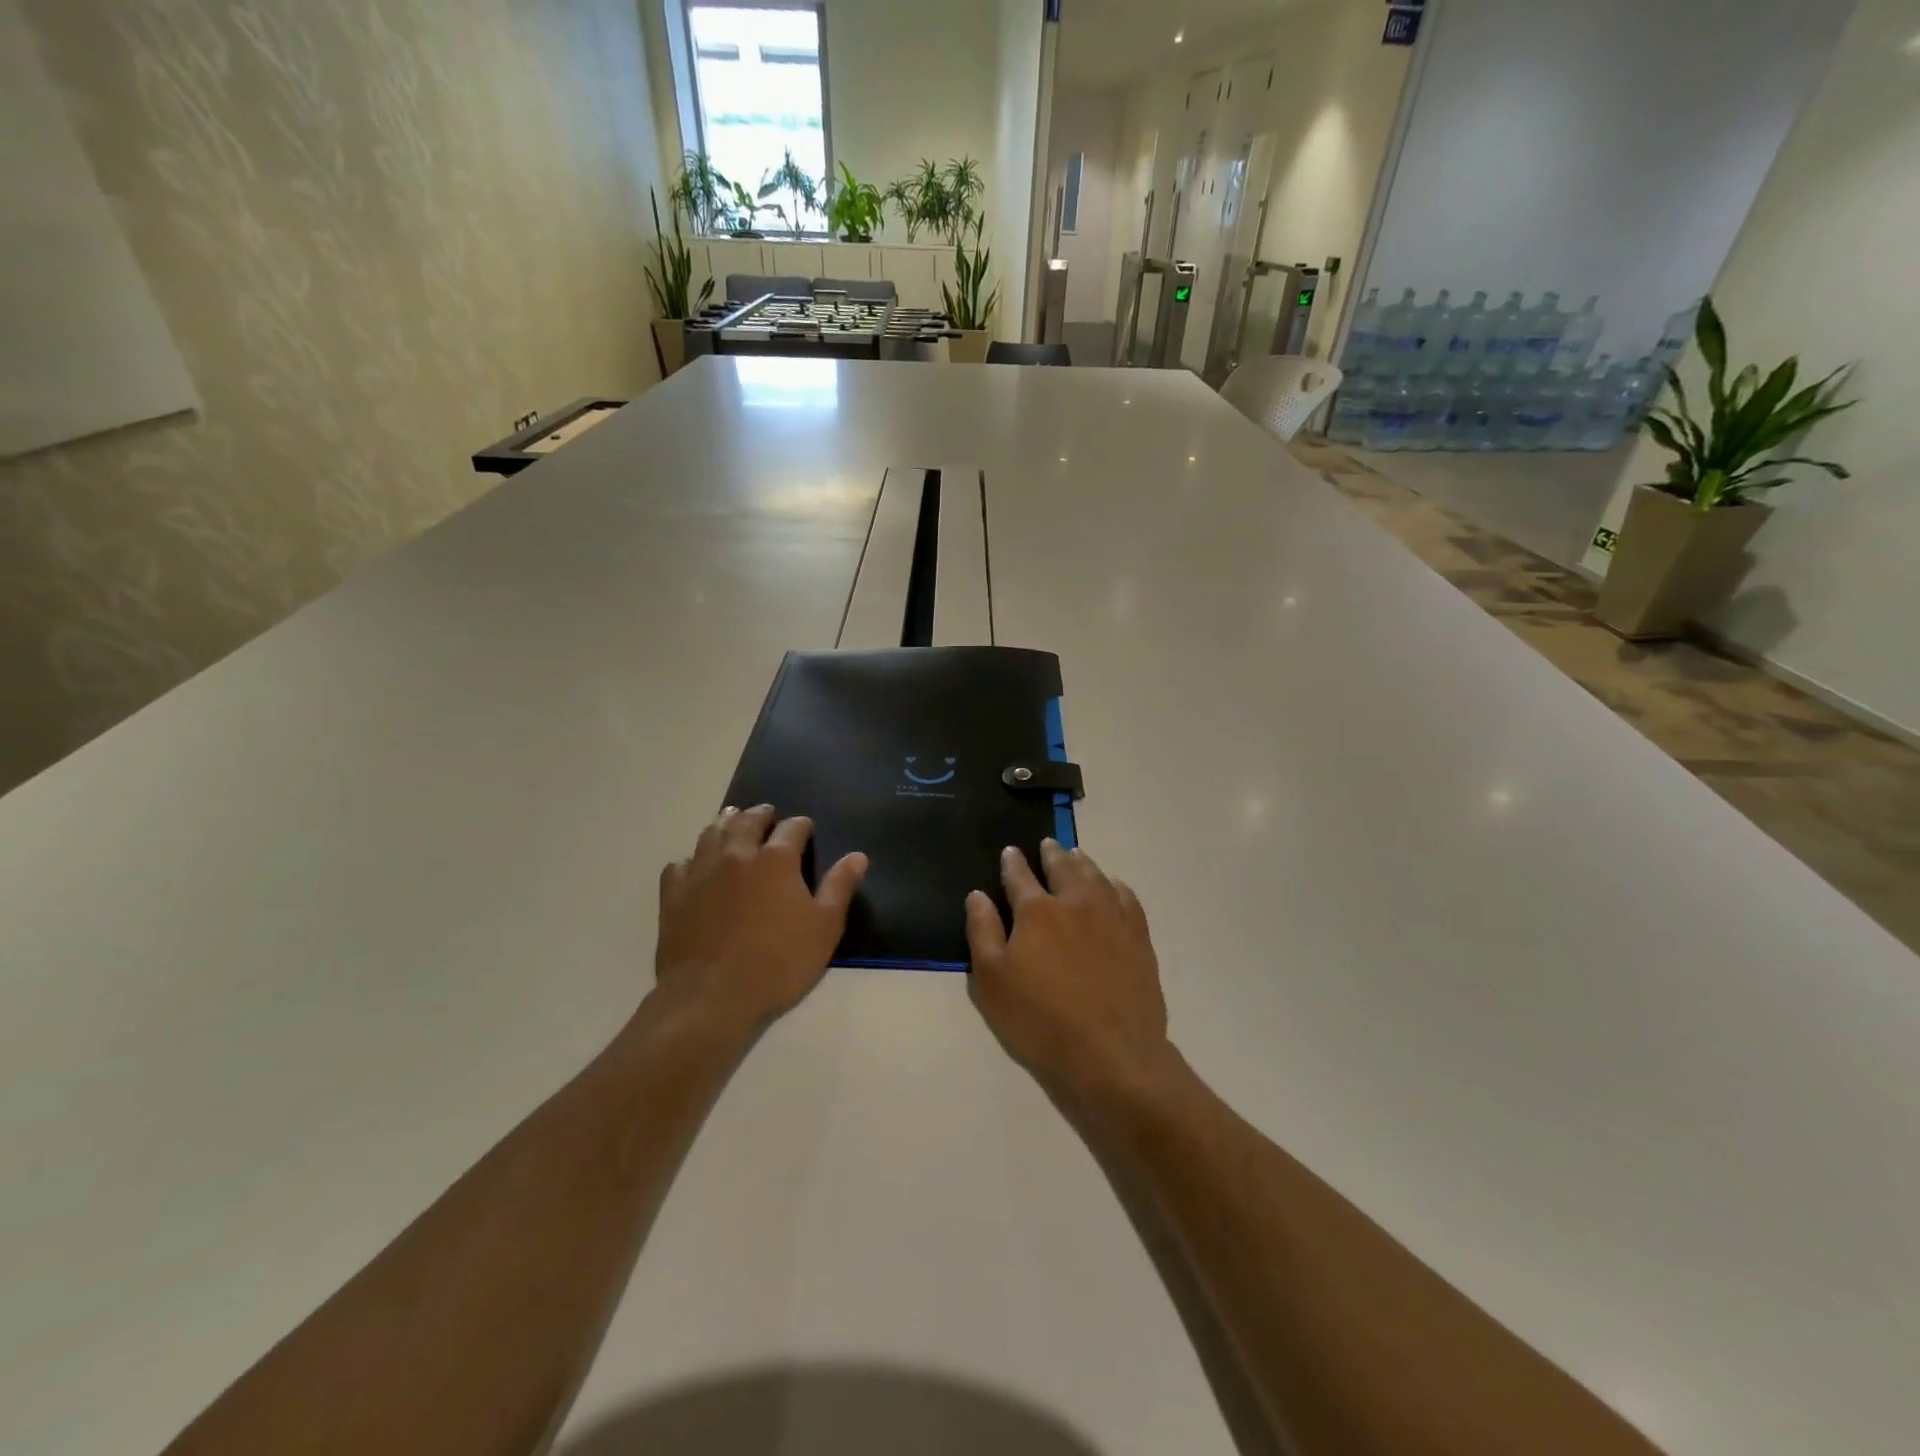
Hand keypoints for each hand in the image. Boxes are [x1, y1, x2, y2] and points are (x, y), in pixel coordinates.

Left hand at [651, 806, 866, 1041]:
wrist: (711, 997)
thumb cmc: (778, 961)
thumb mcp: (824, 927)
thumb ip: (840, 887)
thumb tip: (858, 856)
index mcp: (776, 859)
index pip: (792, 828)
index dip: (802, 825)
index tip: (806, 828)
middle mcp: (736, 855)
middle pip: (747, 821)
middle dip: (761, 814)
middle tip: (767, 814)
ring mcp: (701, 872)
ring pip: (712, 834)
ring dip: (726, 824)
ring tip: (732, 821)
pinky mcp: (674, 895)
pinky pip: (680, 864)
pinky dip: (691, 858)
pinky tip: (695, 865)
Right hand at [965, 840, 1172, 1100]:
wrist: (1111, 1051)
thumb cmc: (1040, 1019)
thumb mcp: (992, 980)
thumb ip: (983, 931)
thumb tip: (977, 894)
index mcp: (1037, 911)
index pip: (1020, 876)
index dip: (1013, 862)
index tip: (1010, 851)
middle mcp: (1075, 902)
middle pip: (1062, 867)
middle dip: (1051, 853)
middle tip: (1048, 844)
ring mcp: (1111, 915)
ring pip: (1095, 875)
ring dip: (1082, 862)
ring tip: (1075, 855)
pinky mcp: (1137, 934)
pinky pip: (1125, 896)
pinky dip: (1114, 884)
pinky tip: (1111, 885)